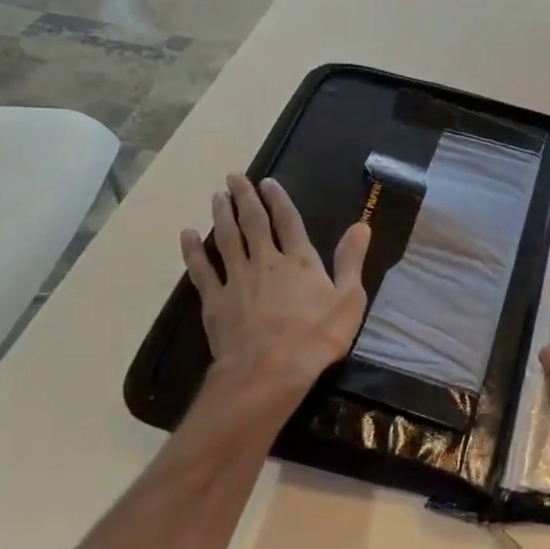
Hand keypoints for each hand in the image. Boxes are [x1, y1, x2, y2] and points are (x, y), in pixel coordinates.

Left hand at [180, 175, 370, 395]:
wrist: (270, 370)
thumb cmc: (316, 337)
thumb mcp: (349, 299)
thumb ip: (351, 260)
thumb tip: (362, 225)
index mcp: (300, 261)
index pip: (288, 221)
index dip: (278, 200)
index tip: (267, 182)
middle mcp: (266, 261)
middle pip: (253, 223)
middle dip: (244, 198)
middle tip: (233, 177)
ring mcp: (237, 279)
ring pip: (227, 239)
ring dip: (222, 215)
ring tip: (216, 196)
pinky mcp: (215, 300)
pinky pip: (202, 269)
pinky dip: (194, 251)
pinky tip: (187, 235)